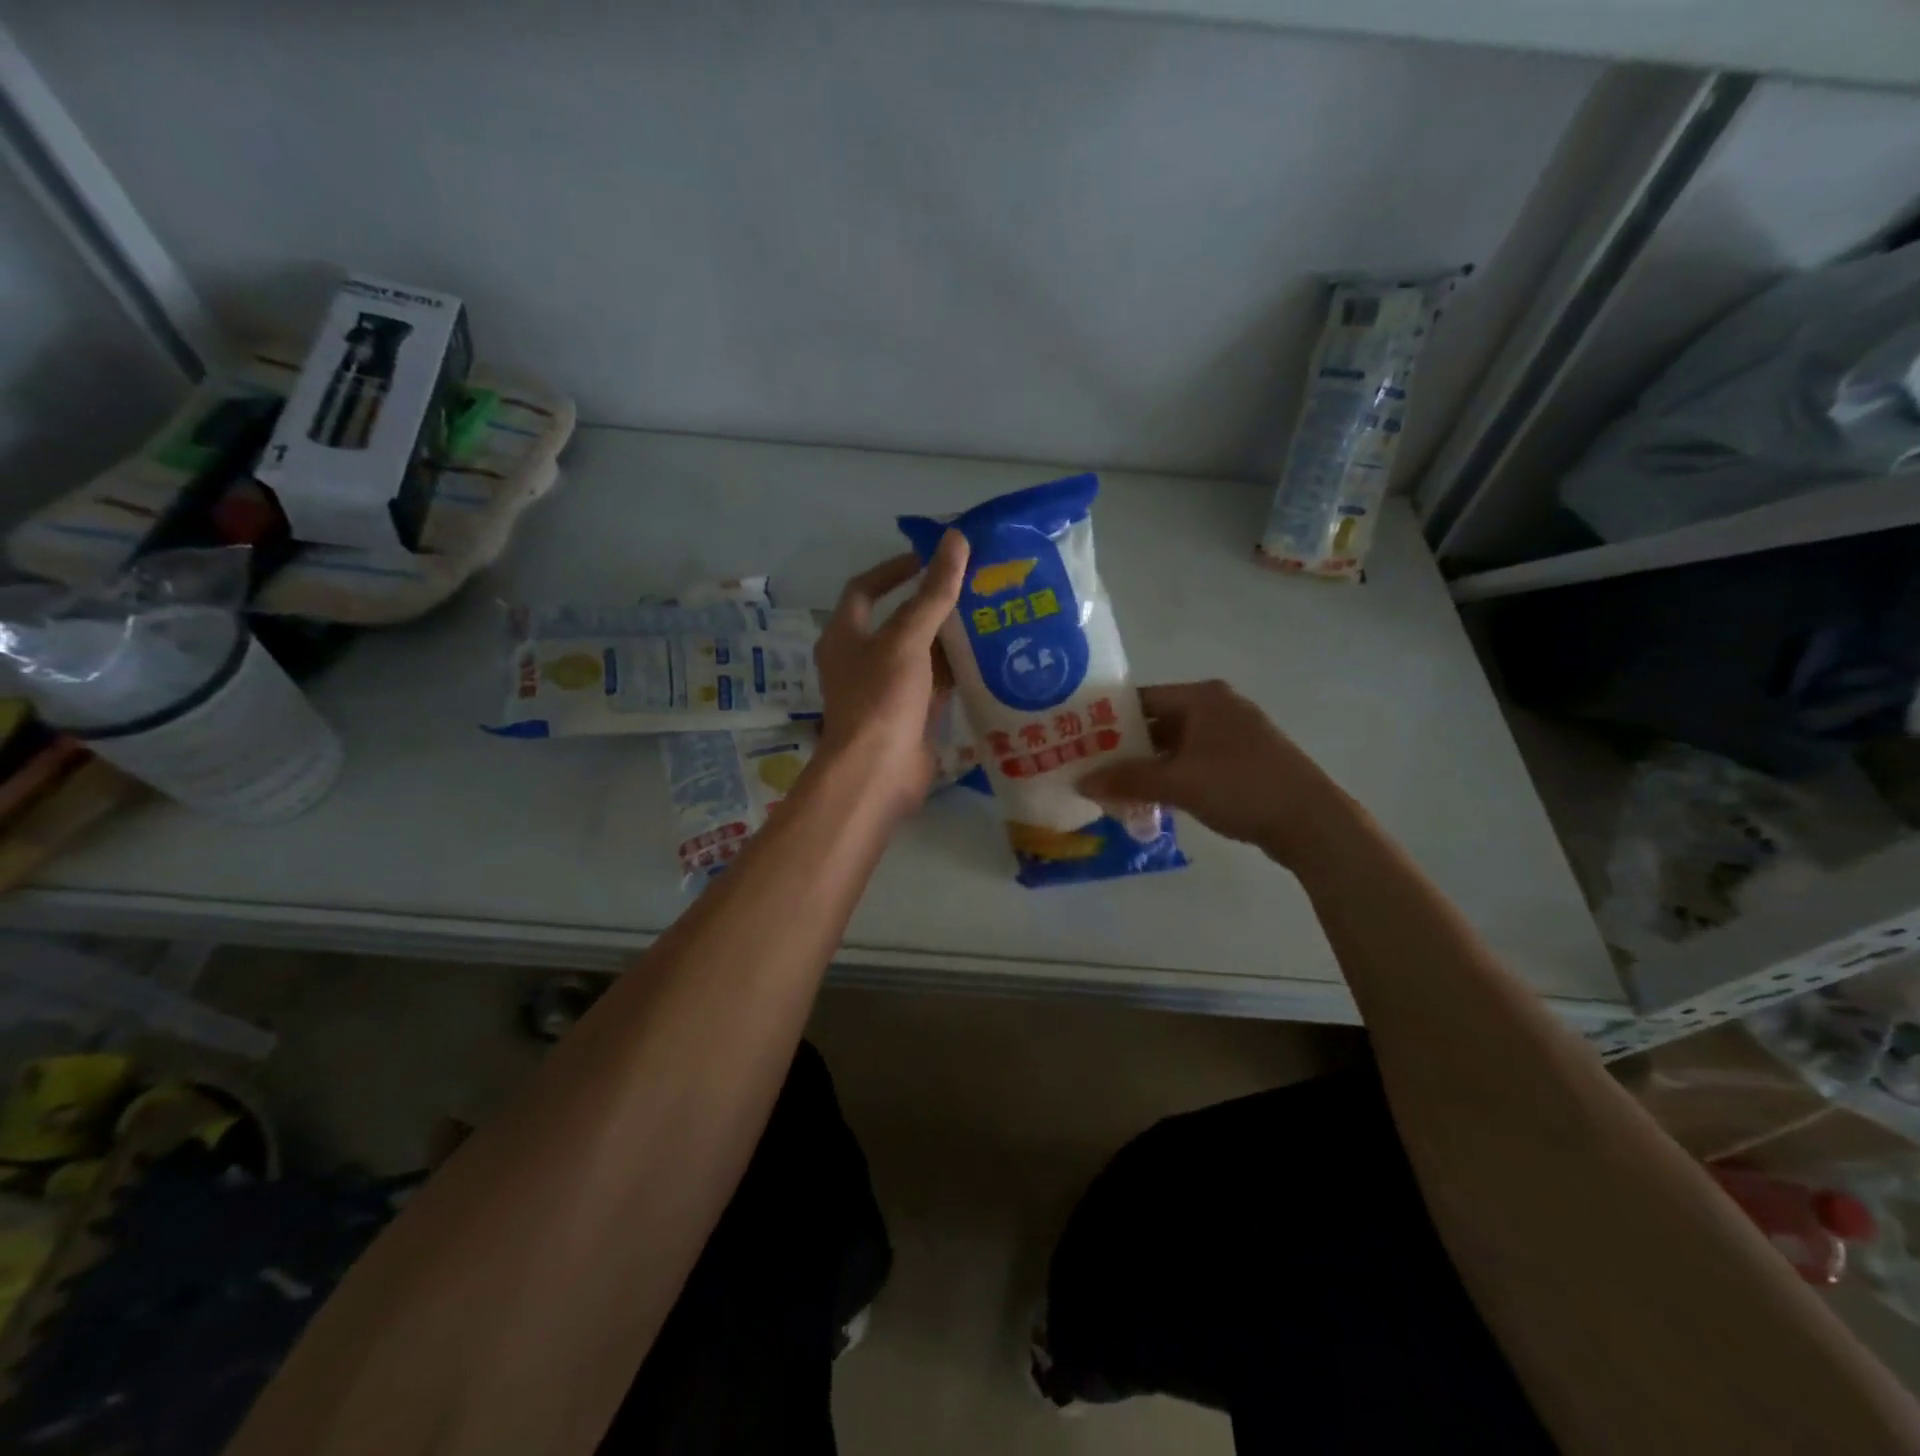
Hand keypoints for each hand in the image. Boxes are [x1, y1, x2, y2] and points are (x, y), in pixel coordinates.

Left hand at [813, 531, 968, 818]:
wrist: (878, 773)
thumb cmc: (881, 698)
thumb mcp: (906, 639)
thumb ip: (932, 593)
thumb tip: (955, 539)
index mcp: (845, 636)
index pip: (865, 589)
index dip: (894, 569)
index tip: (929, 558)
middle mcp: (862, 660)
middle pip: (899, 622)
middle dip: (933, 604)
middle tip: (973, 585)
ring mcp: (887, 690)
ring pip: (921, 654)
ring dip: (949, 638)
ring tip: (989, 614)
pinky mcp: (911, 715)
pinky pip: (936, 684)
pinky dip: (957, 670)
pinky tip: (989, 657)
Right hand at [1078, 679, 1353, 868]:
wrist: (1310, 821)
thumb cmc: (1240, 786)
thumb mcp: (1177, 781)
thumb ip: (1126, 779)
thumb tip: (1080, 782)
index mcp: (1202, 698)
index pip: (1141, 700)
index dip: (1107, 719)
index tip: (1077, 739)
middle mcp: (1217, 708)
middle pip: (1156, 723)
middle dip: (1124, 748)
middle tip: (1088, 768)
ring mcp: (1232, 736)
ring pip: (1174, 747)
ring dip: (1146, 767)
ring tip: (1111, 788)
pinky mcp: (1241, 762)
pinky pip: (1192, 763)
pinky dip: (1170, 778)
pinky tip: (1149, 800)